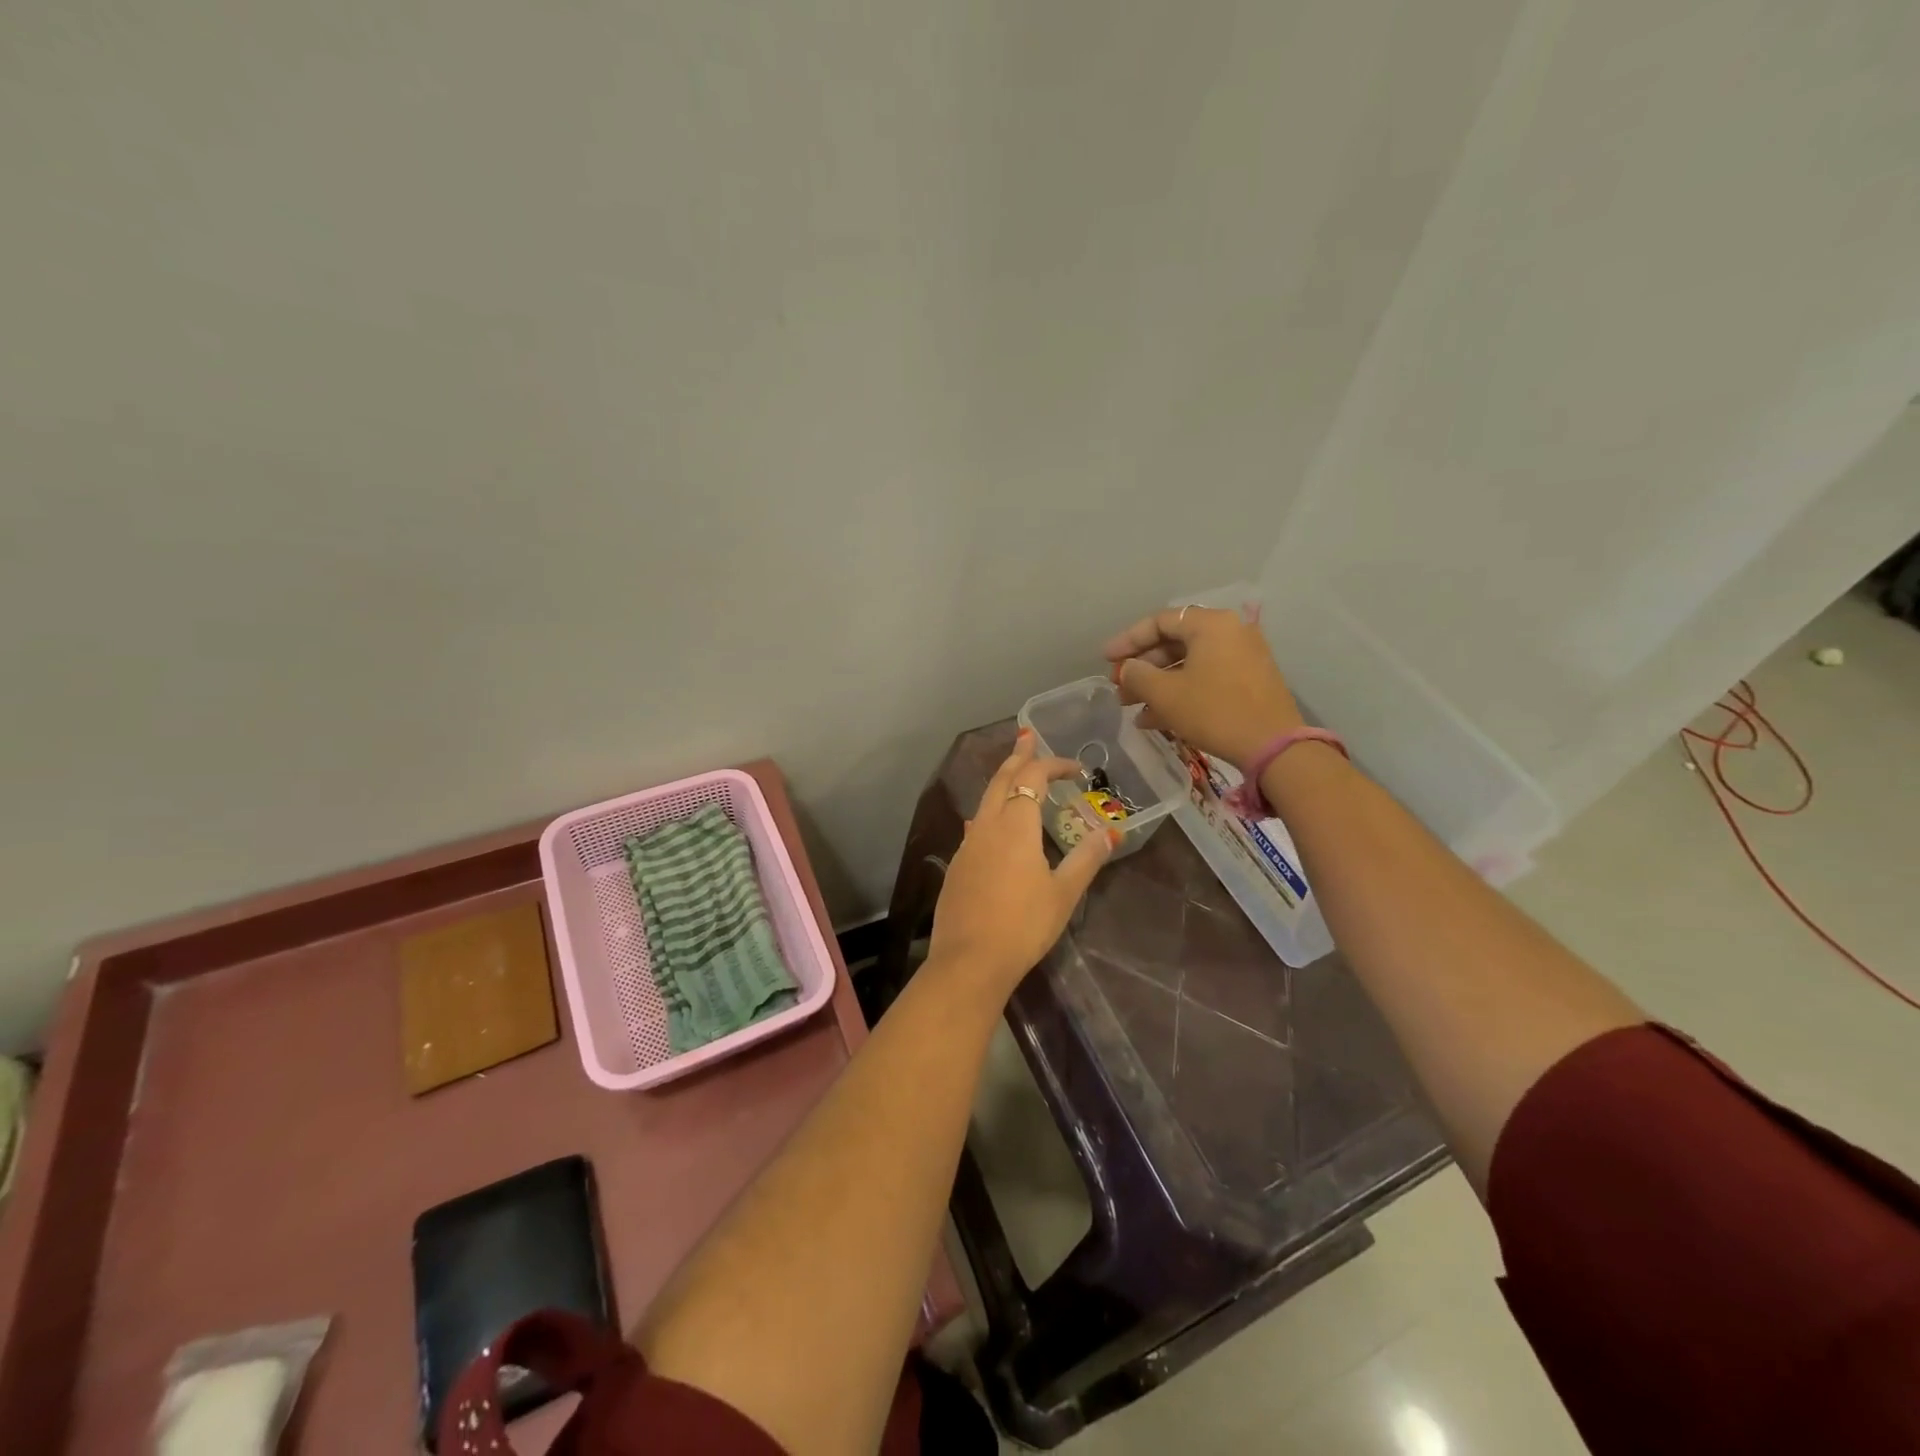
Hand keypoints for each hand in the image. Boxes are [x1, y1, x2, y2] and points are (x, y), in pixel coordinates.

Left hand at [928, 731, 1114, 993]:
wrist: (969, 960)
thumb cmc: (1023, 925)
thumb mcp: (1063, 893)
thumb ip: (1086, 858)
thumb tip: (1111, 832)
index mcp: (1015, 825)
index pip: (1032, 778)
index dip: (1053, 765)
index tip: (1076, 768)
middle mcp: (987, 825)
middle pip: (1001, 779)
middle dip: (1018, 757)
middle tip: (1028, 739)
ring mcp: (968, 844)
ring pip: (985, 799)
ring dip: (1002, 781)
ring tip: (1015, 774)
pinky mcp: (958, 865)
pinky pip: (977, 824)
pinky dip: (991, 810)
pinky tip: (995, 824)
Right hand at [1103, 605, 1302, 769]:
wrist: (1273, 747)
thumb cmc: (1214, 711)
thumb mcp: (1166, 694)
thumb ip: (1137, 675)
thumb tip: (1127, 669)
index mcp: (1210, 624)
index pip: (1159, 621)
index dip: (1127, 641)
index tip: (1106, 660)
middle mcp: (1229, 632)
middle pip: (1174, 643)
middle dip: (1142, 667)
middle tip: (1118, 688)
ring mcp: (1242, 657)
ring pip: (1188, 664)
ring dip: (1157, 684)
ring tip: (1131, 708)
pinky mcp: (1248, 682)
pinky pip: (1205, 678)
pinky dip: (1180, 693)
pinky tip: (1154, 720)